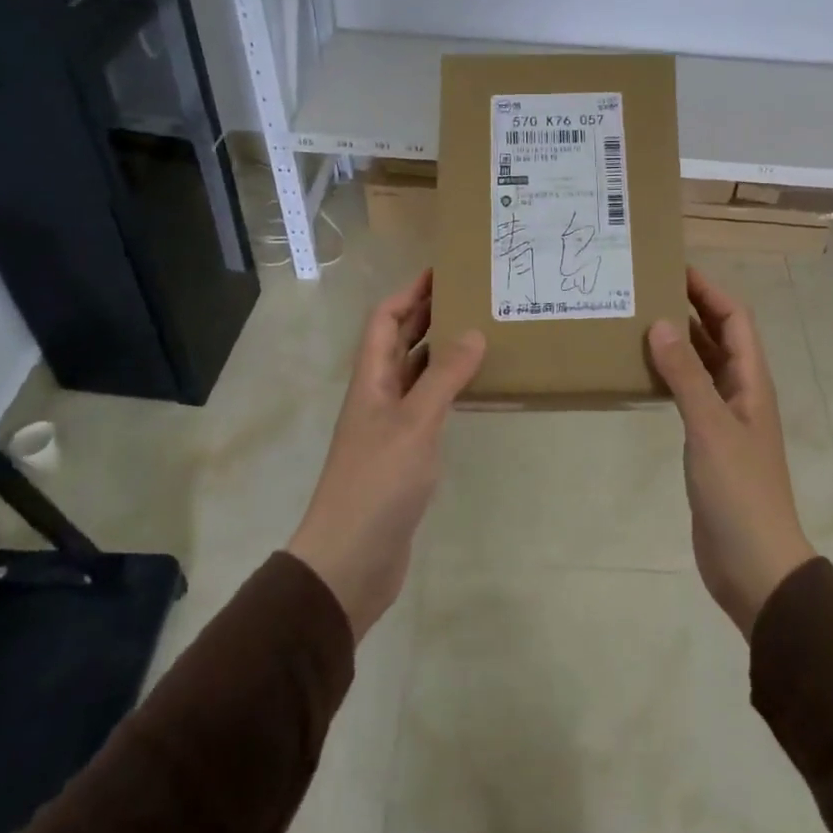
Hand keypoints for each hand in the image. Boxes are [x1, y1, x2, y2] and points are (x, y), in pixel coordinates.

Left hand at [287, 270, 484, 641]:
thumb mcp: (415, 423)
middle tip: (472, 297)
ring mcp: (390, 426)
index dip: (410, 293)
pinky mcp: (404, 454)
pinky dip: (449, 389)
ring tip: (482, 333)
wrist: (350, 560)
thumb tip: (473, 333)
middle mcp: (378, 396)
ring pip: (416, 374)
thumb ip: (444, 377)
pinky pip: (428, 406)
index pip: (385, 320)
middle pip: (400, 342)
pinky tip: (475, 389)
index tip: (443, 272)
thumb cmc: (377, 483)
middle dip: (429, 315)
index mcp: (371, 380)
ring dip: (441, 351)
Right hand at [648, 268, 815, 636]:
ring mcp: (726, 418)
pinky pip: (689, 394)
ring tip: (638, 321)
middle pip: (719, 336)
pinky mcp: (709, 442)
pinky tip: (642, 374)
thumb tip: (661, 322)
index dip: (710, 290)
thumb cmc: (739, 491)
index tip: (674, 267)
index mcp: (751, 382)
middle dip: (691, 308)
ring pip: (703, 364)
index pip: (735, 319)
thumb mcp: (710, 427)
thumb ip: (686, 375)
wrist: (755, 563)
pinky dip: (670, 376)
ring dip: (678, 341)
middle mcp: (741, 392)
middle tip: (647, 289)